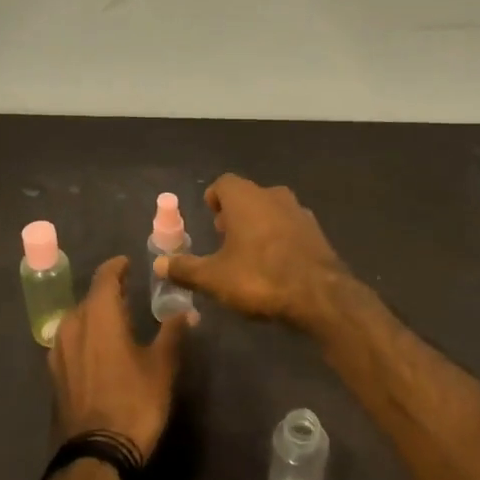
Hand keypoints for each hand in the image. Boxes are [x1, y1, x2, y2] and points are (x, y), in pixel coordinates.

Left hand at [48, 256, 188, 462]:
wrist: (96, 455)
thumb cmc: (134, 403)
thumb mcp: (162, 366)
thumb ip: (172, 332)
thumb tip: (185, 311)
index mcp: (99, 315)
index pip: (105, 277)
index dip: (118, 267)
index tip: (129, 264)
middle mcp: (73, 325)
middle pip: (90, 298)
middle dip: (109, 293)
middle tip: (131, 293)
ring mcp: (58, 350)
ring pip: (78, 319)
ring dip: (96, 314)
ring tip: (118, 320)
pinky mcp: (54, 373)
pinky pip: (71, 341)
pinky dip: (86, 336)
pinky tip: (102, 348)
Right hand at [152, 175, 347, 331]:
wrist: (321, 296)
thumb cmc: (260, 278)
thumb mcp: (214, 278)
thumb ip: (185, 269)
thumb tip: (159, 265)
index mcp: (245, 198)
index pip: (224, 183)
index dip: (213, 198)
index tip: (209, 216)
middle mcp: (273, 196)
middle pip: (248, 196)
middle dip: (235, 213)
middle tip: (224, 237)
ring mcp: (299, 212)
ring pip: (271, 210)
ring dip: (258, 225)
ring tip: (248, 253)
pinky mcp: (317, 232)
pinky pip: (290, 228)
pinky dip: (279, 238)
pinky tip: (275, 265)